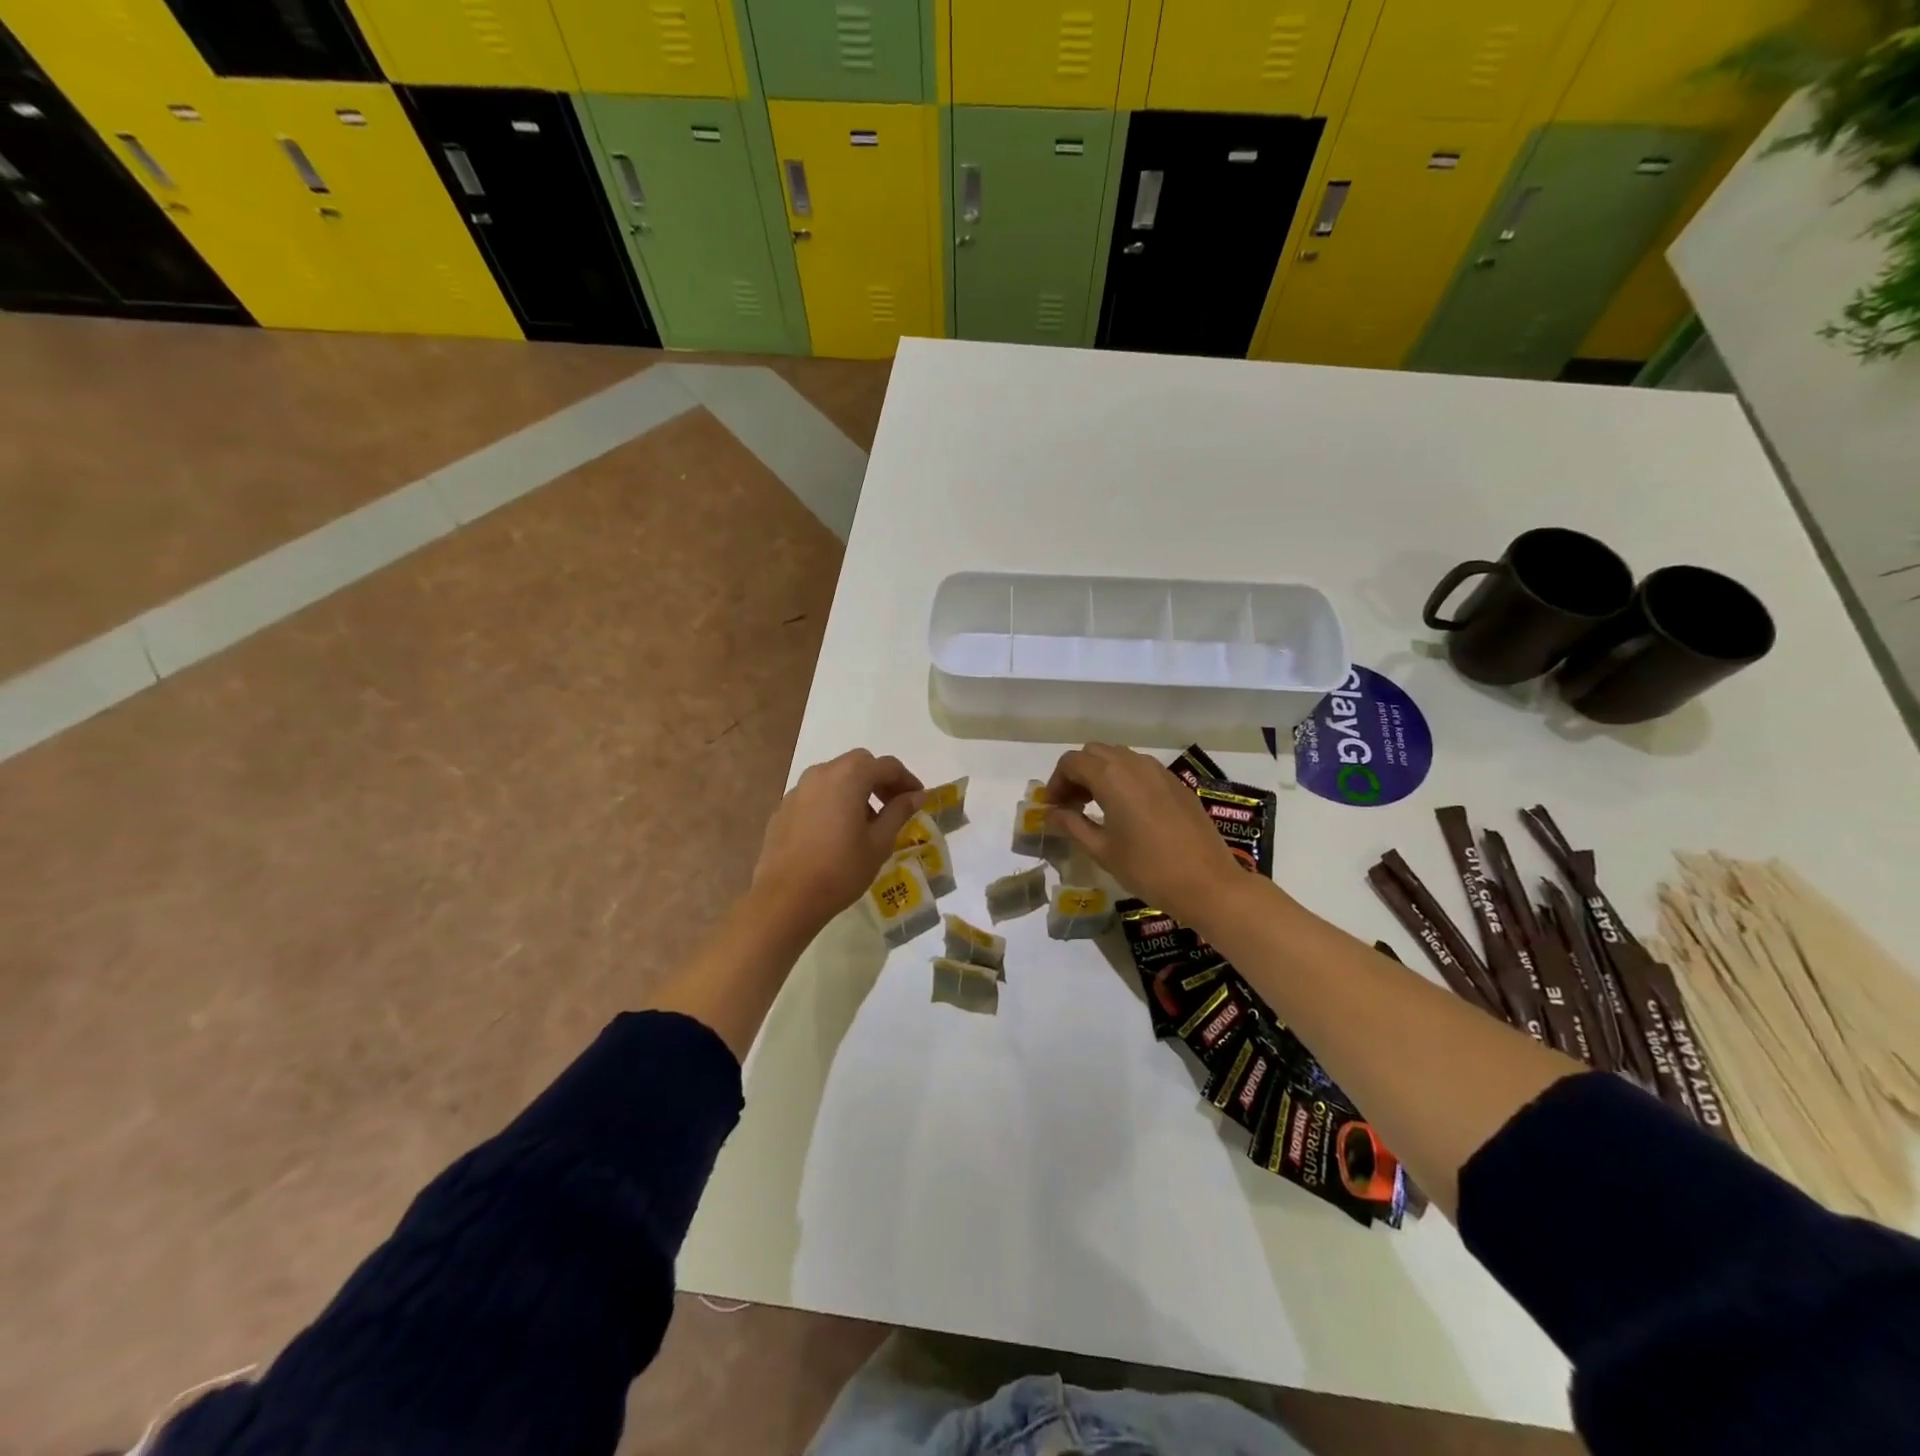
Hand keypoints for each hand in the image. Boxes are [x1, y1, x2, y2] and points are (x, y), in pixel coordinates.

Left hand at [752, 749, 923, 936]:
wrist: (786, 898)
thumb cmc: (841, 870)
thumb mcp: (879, 843)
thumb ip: (899, 812)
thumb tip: (916, 795)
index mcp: (849, 776)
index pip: (887, 766)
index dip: (907, 780)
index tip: (918, 799)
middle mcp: (821, 773)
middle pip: (858, 764)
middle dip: (880, 779)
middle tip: (894, 805)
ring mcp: (798, 790)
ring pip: (834, 776)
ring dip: (855, 789)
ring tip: (866, 821)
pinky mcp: (783, 809)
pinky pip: (815, 795)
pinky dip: (833, 802)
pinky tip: (836, 832)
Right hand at [1045, 743, 1247, 924]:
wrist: (1208, 883)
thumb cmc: (1148, 869)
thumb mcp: (1102, 850)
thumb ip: (1072, 825)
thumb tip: (1051, 813)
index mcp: (1111, 777)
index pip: (1071, 762)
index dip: (1056, 782)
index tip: (1052, 808)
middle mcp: (1134, 764)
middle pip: (1094, 752)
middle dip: (1077, 774)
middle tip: (1071, 806)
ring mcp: (1159, 771)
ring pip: (1119, 757)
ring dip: (1101, 774)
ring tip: (1096, 807)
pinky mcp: (1177, 784)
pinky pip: (1141, 769)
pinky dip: (1124, 780)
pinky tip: (1127, 811)